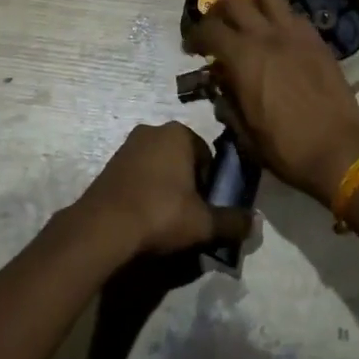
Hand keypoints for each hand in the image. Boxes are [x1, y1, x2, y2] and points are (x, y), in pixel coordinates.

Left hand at [73, 122, 254, 257]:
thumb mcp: (204, 222)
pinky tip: (143, 218)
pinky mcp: (108, 164)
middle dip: (187, 184)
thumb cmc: (160, 213)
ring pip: (158, 167)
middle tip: (186, 215)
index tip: (204, 208)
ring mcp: (127, 146)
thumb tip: (256, 224)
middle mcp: (152, 130)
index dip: (210, 184)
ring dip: (164, 188)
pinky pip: (137, 176)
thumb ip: (232, 221)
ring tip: (164, 220)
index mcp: (179, 133)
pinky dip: (143, 192)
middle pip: (181, 159)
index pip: (207, 156)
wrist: (103, 228)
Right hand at [189, 0, 358, 204]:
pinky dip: (280, 19)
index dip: (194, 36)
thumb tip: (220, 82)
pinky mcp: (317, 39)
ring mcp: (295, 33)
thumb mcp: (244, 132)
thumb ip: (227, 101)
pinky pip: (294, 14)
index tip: (192, 48)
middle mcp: (267, 35)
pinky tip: (280, 39)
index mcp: (243, 58)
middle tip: (218, 29)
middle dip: (219, 11)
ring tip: (251, 23)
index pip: (209, 29)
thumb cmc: (286, 147)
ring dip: (253, 4)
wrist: (338, 149)